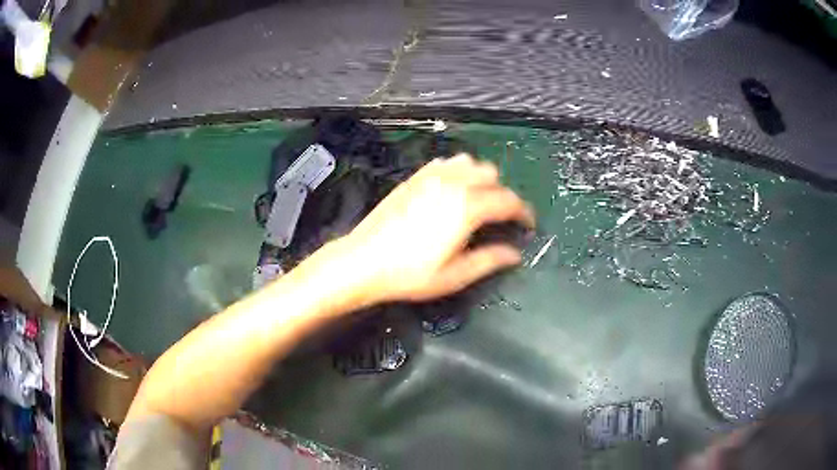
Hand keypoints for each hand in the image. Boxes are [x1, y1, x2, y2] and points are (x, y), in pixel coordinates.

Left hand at [335, 153, 534, 305]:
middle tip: (500, 217)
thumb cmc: (410, 274)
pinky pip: (445, 163)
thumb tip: (516, 254)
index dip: (523, 212)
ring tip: (477, 200)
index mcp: (467, 207)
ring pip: (469, 163)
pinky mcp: (414, 178)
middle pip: (492, 175)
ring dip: (480, 178)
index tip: (528, 224)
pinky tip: (451, 190)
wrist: (363, 261)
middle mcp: (453, 184)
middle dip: (502, 194)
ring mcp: (431, 177)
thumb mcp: (455, 275)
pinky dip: (457, 171)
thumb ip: (490, 260)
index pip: (508, 201)